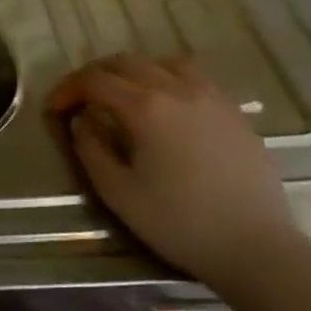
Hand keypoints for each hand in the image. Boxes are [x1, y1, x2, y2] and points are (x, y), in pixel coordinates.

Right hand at [47, 54, 298, 283]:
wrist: (257, 248)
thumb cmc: (179, 223)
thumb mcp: (117, 192)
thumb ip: (90, 149)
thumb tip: (82, 123)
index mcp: (145, 108)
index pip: (94, 81)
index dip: (67, 89)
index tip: (53, 109)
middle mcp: (177, 90)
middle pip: (125, 62)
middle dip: (94, 75)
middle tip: (79, 99)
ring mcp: (211, 97)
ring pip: (162, 62)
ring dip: (132, 71)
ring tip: (121, 95)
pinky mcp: (233, 112)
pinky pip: (193, 76)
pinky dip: (166, 77)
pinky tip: (163, 105)